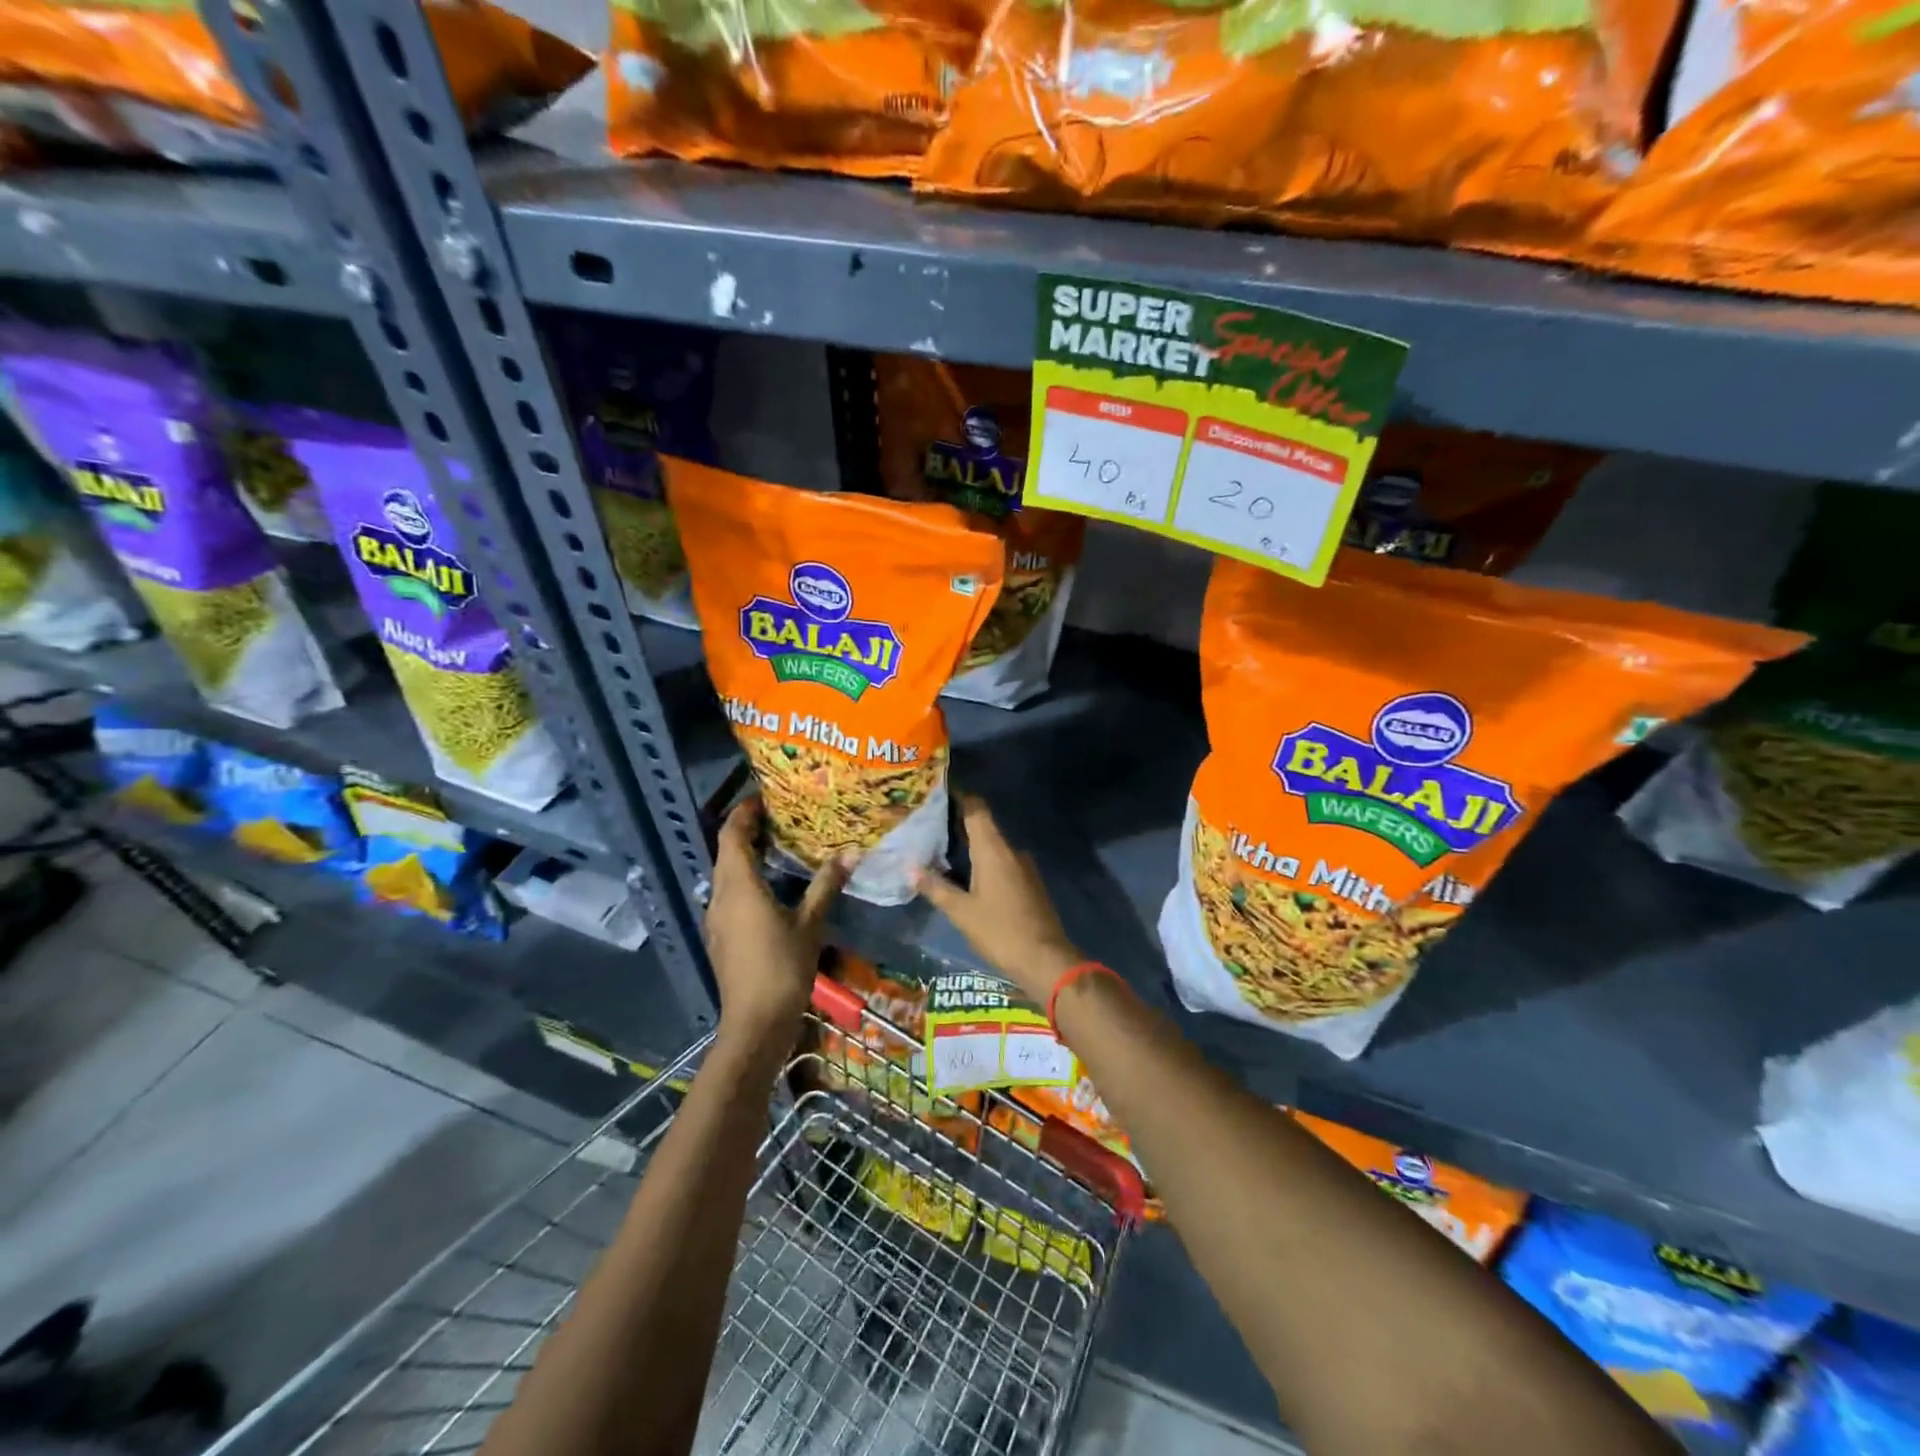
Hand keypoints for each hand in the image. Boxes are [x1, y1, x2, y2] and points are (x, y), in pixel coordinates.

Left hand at [706, 798, 849, 1061]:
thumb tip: (850, 852)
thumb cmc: (783, 968)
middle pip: (726, 852)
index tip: (764, 796)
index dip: (744, 812)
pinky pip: (729, 894)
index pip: (732, 835)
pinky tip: (772, 888)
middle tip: (779, 816)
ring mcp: (716, 918)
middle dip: (746, 830)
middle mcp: (720, 896)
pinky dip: (746, 879)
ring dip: (746, 855)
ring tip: (779, 846)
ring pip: (726, 874)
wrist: (755, 1024)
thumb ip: (826, 885)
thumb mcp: (811, 924)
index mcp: (739, 886)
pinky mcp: (720, 937)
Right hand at [913, 794, 1082, 1004]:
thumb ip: (936, 887)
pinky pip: (1003, 863)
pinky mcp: (1030, 884)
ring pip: (994, 847)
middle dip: (959, 824)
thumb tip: (909, 868)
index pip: (977, 809)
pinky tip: (968, 876)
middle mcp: (1011, 851)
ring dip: (972, 846)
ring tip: (943, 851)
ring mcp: (1024, 867)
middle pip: (984, 826)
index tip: (938, 795)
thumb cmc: (999, 931)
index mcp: (993, 850)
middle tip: (930, 826)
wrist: (1045, 959)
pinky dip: (985, 862)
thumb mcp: (961, 912)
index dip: (960, 798)